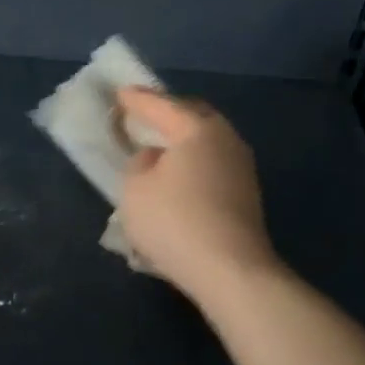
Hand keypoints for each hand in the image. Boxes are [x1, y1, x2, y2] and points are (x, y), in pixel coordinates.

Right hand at [115, 88, 280, 301]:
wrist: (231, 270)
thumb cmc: (176, 222)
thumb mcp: (135, 190)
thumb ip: (139, 164)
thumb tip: (156, 159)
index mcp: (197, 129)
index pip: (160, 105)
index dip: (135, 100)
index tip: (119, 93)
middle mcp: (225, 138)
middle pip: (192, 116)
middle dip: (167, 114)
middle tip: (143, 116)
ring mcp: (241, 167)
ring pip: (206, 142)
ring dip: (182, 142)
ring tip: (158, 149)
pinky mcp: (246, 194)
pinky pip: (212, 165)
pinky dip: (193, 165)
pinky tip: (179, 178)